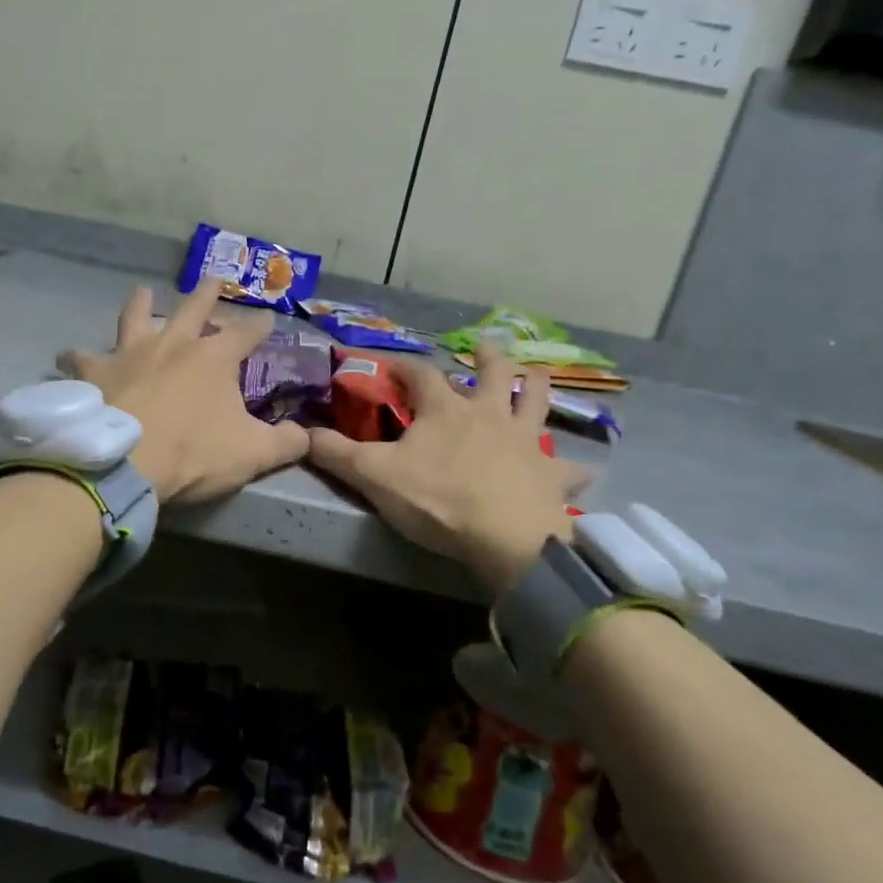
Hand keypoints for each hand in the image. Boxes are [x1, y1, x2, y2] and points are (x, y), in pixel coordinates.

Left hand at [58, 277, 308, 503]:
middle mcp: (173, 343)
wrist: (125, 464)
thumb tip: (308, 436)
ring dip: (140, 303)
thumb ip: (286, 443)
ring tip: (141, 291)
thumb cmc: (193, 455)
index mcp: (214, 357)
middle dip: (208, 292)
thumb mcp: (253, 454)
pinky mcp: (96, 372)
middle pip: (194, 308)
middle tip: (214, 278)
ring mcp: (130, 353)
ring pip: (136, 317)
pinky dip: (78, 358)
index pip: (247, 333)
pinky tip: (69, 357)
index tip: (270, 318)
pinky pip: (83, 358)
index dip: (261, 325)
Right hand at [307, 344, 588, 595]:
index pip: (420, 375)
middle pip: (493, 374)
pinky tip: (582, 469)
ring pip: (536, 403)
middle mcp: (488, 415)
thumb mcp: (374, 476)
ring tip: (538, 375)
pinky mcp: (549, 474)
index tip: (390, 363)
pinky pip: (567, 466)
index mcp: (445, 411)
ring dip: (536, 387)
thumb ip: (336, 454)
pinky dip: (573, 466)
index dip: (403, 366)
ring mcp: (524, 441)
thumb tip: (300, 433)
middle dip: (488, 358)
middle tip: (488, 346)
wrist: (506, 537)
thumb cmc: (438, 500)